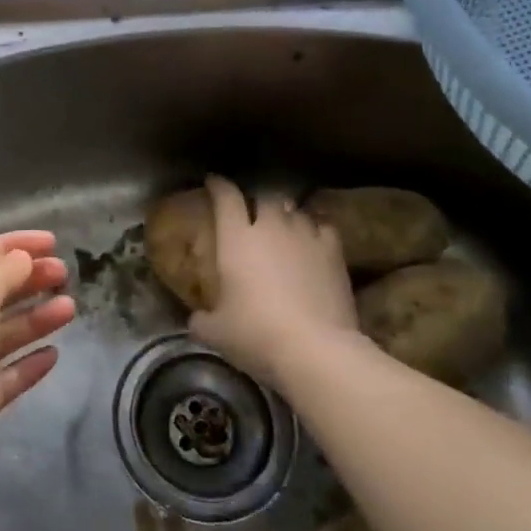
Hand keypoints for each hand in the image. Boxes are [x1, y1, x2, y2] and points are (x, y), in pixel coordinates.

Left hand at [0, 231, 74, 505]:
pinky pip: (2, 378)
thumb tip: (19, 258)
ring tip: (70, 308)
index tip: (53, 242)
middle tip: (65, 274)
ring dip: (33, 319)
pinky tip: (54, 356)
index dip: (13, 245)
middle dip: (26, 280)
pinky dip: (26, 365)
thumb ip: (1, 274)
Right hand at [190, 176, 364, 388]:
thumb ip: (202, 320)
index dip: (218, 185)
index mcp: (236, 238)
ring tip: (284, 225)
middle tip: (252, 210)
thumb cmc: (257, 334)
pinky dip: (316, 228)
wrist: (316, 349)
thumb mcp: (216, 333)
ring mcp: (305, 236)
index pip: (226, 197)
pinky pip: (324, 227)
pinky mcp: (334, 252)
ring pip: (295, 209)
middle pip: (264, 196)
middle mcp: (271, 227)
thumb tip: (196, 319)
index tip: (213, 181)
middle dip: (257, 199)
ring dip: (286, 214)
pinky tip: (314, 238)